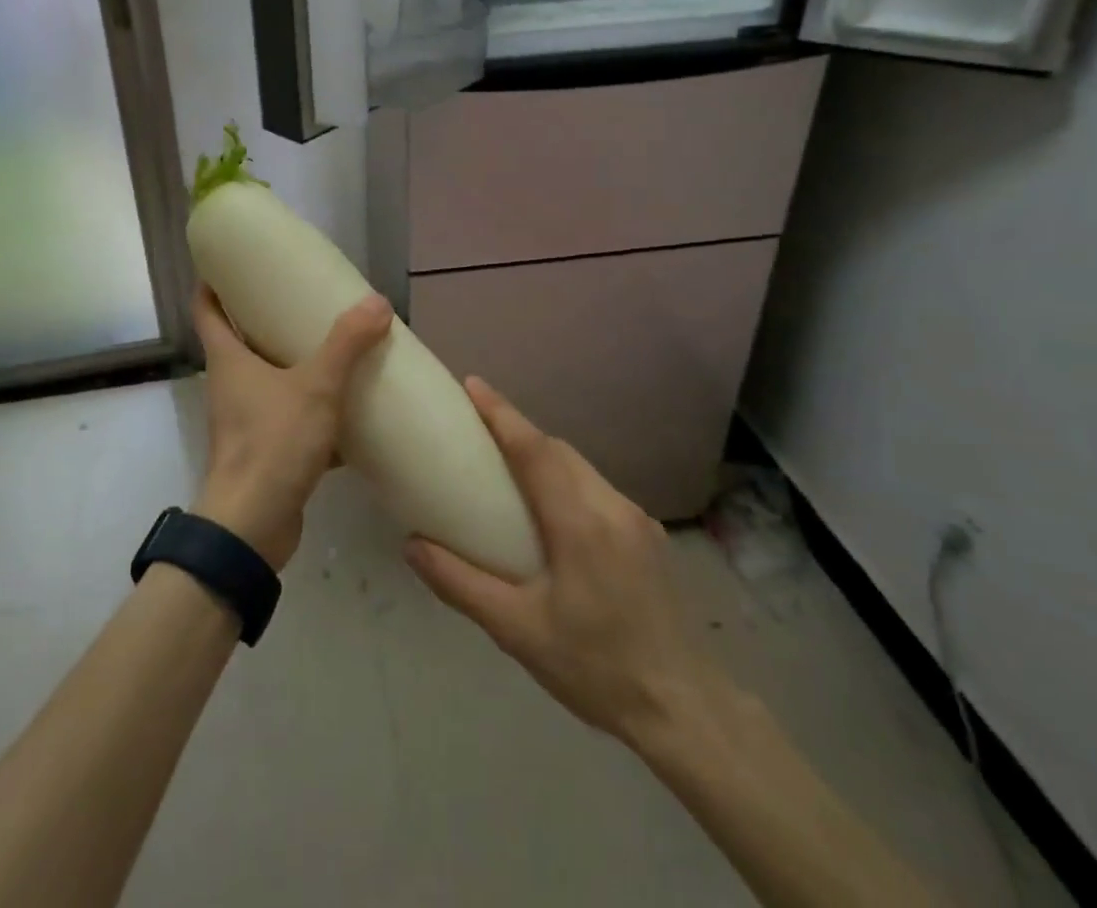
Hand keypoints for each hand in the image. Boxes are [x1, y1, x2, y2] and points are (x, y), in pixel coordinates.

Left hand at [191, 285, 391, 568]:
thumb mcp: (315, 387)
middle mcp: (230, 385)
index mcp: (228, 359)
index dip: (214, 282)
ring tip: (332, 347)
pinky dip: (314, 411)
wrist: (252, 526)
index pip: (207, 308)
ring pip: (269, 381)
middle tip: (302, 298)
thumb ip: (346, 344)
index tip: (233, 262)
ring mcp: (245, 420)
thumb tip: (377, 301)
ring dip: (294, 365)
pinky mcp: (265, 450)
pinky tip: (348, 409)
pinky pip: (290, 418)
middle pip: (240, 341)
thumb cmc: (272, 443)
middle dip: (266, 319)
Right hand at [405, 379, 719, 752]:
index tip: (472, 385)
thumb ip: (460, 583)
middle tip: (478, 427)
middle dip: (518, 430)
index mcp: (579, 521)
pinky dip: (566, 480)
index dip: (501, 413)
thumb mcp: (517, 631)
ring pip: (581, 467)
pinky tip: (552, 510)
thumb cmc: (595, 668)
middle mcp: (611, 505)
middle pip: (558, 450)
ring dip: (544, 455)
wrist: (685, 711)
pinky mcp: (649, 536)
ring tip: (507, 466)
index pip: (535, 449)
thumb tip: (411, 545)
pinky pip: (597, 489)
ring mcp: (636, 519)